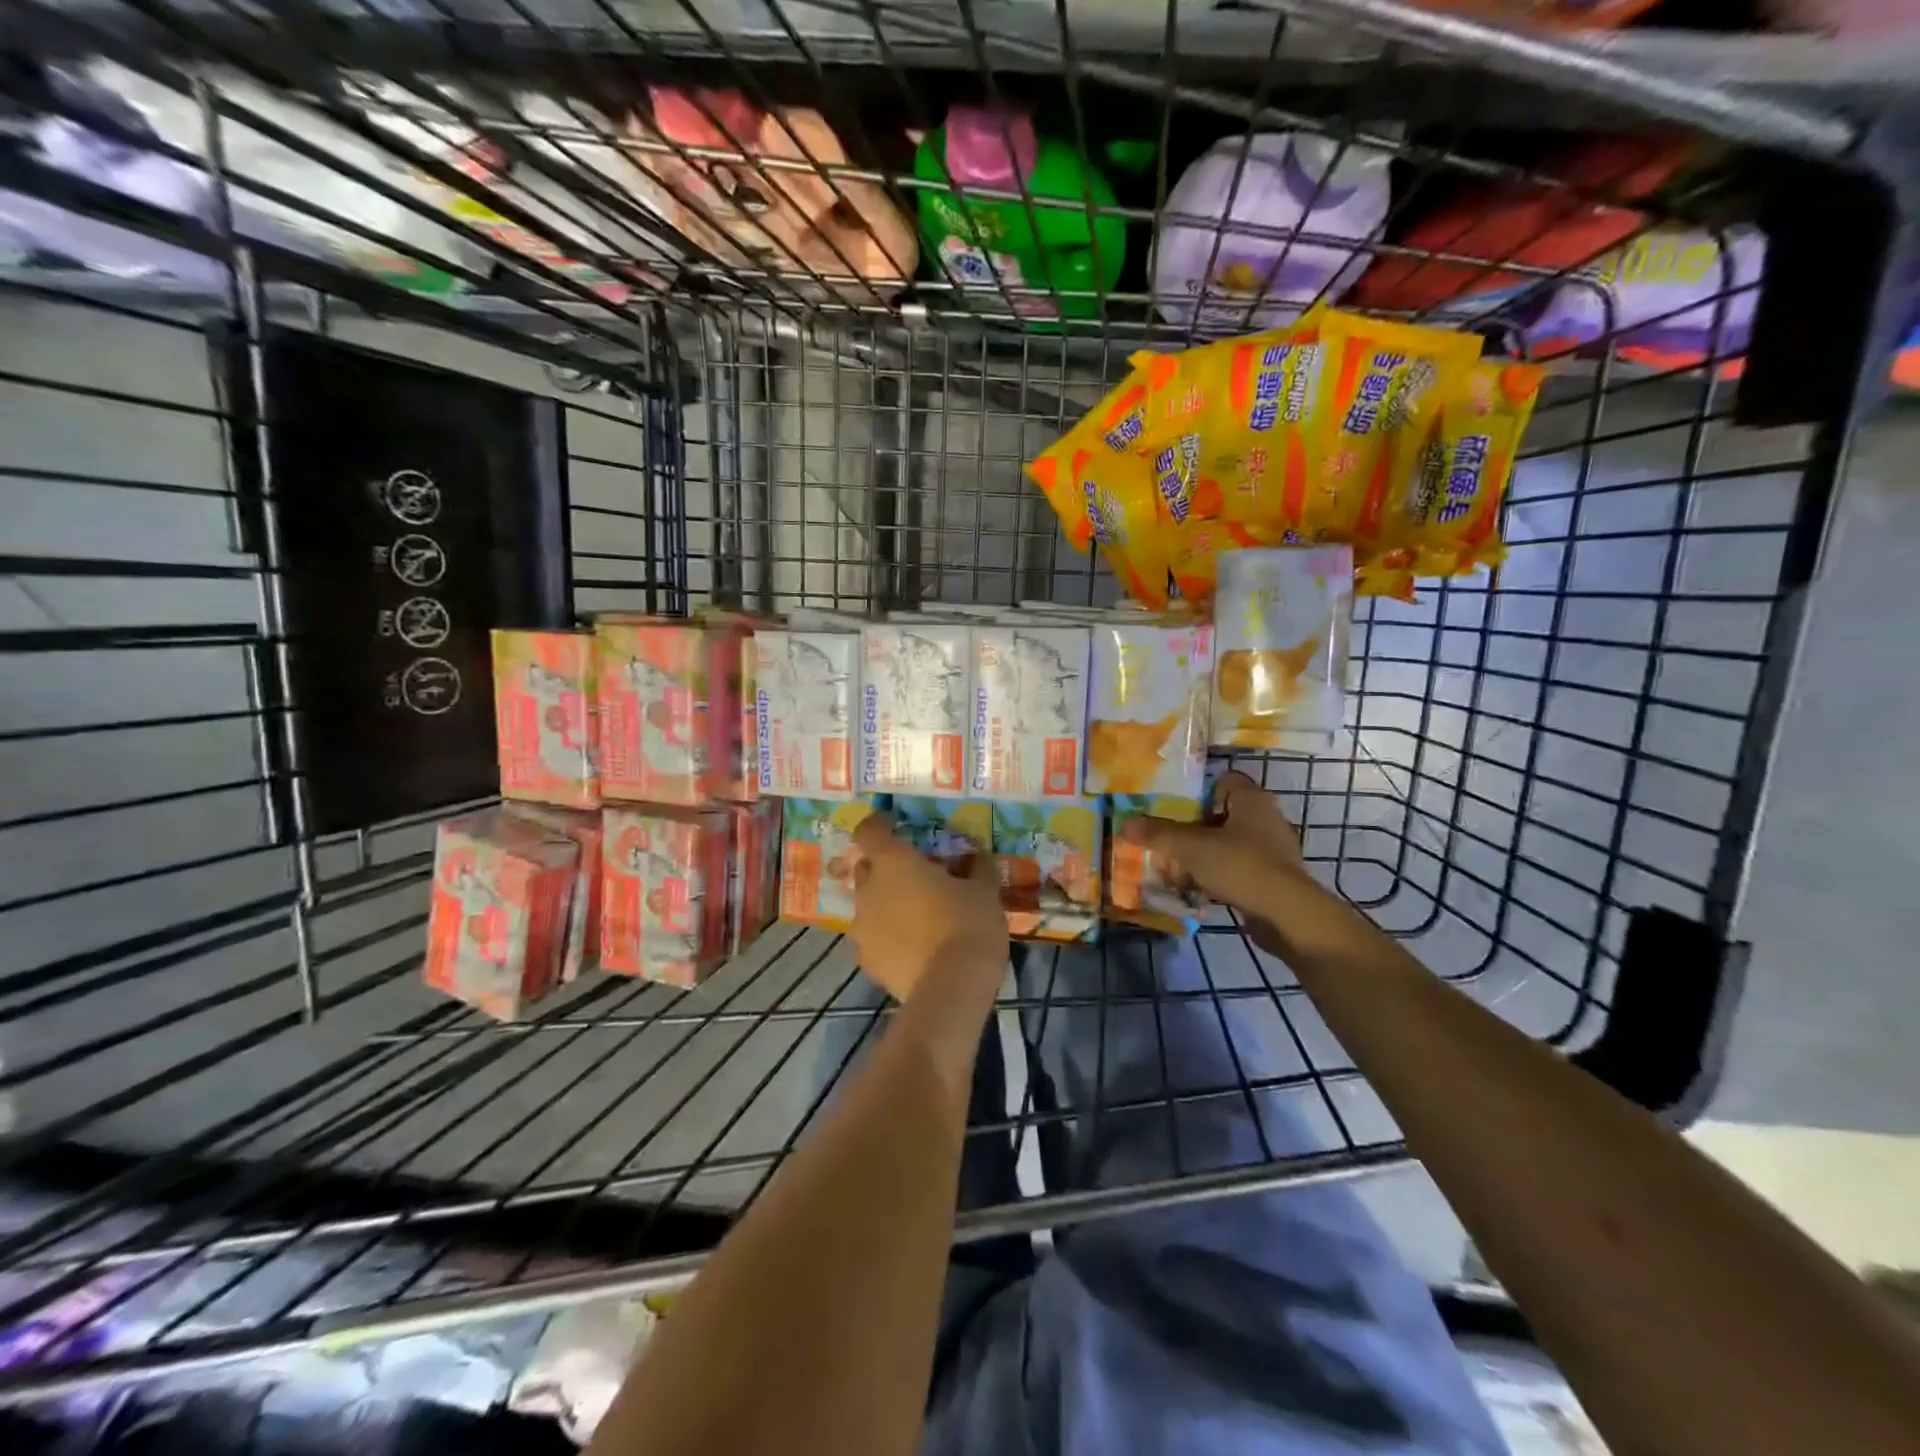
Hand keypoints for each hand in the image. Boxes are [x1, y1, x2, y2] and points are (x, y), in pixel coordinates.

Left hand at [849, 813, 1007, 1004]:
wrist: (951, 988)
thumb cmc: (967, 923)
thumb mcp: (983, 891)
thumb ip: (978, 869)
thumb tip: (980, 857)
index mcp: (893, 862)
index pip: (869, 831)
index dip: (879, 826)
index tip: (895, 826)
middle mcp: (868, 890)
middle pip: (867, 869)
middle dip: (886, 870)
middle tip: (916, 878)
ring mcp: (862, 929)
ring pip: (870, 907)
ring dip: (887, 906)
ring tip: (917, 919)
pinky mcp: (867, 962)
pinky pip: (875, 940)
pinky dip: (889, 939)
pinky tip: (914, 950)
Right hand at [1118, 770, 1317, 957]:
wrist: (1286, 915)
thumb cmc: (1240, 866)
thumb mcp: (1190, 847)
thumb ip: (1158, 834)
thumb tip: (1125, 823)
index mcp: (1252, 800)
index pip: (1223, 781)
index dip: (1197, 793)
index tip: (1174, 810)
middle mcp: (1267, 818)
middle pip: (1221, 815)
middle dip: (1193, 829)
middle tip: (1168, 841)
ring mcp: (1274, 850)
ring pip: (1228, 844)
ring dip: (1204, 855)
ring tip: (1177, 869)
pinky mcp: (1274, 878)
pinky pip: (1238, 869)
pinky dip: (1219, 876)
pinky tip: (1199, 890)